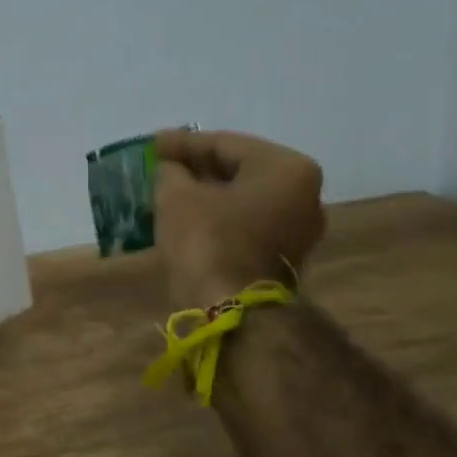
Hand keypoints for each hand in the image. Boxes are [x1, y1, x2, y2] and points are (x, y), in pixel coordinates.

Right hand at [153, 129, 325, 311]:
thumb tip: (170, 169)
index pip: (226, 144)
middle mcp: (304, 193)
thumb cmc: (207, 242)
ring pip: (243, 198)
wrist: (232, 313)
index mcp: (286, 168)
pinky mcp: (286, 257)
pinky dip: (218, 215)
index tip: (152, 144)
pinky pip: (247, 222)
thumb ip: (171, 172)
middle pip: (240, 170)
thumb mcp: (177, 197)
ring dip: (207, 193)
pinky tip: (188, 215)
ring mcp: (300, 228)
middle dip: (198, 168)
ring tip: (170, 189)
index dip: (183, 143)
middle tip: (161, 165)